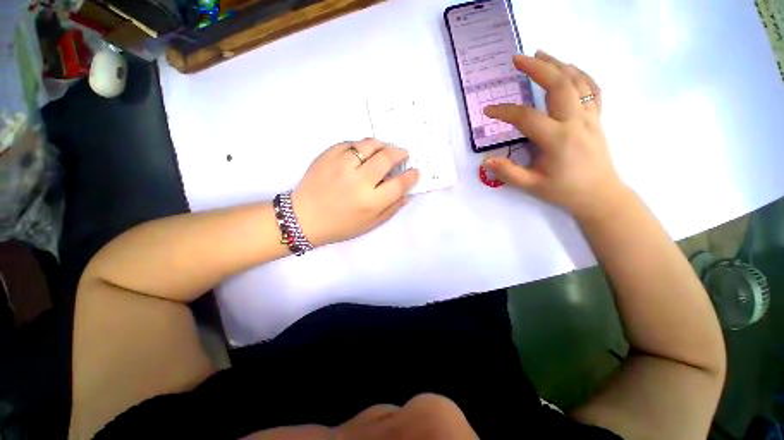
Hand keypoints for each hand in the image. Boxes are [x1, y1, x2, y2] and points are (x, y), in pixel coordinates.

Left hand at [293, 139, 418, 245]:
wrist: (303, 218)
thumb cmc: (340, 225)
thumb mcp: (369, 225)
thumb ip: (391, 209)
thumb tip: (407, 193)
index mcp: (370, 202)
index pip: (399, 184)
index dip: (411, 176)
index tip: (415, 171)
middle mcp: (358, 181)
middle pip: (387, 158)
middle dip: (400, 154)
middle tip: (403, 154)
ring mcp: (341, 165)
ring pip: (369, 145)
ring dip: (382, 145)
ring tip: (385, 149)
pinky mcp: (327, 156)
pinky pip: (350, 143)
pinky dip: (361, 146)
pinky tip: (364, 152)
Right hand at [483, 51, 626, 218]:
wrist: (600, 195)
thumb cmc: (564, 191)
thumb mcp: (532, 186)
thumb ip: (508, 173)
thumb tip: (485, 161)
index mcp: (557, 139)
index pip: (526, 117)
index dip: (505, 111)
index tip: (488, 110)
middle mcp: (575, 122)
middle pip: (558, 84)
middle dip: (537, 68)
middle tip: (517, 59)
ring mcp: (590, 117)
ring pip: (576, 81)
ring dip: (557, 64)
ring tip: (539, 54)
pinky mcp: (597, 118)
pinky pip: (591, 89)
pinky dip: (580, 73)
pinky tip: (569, 67)